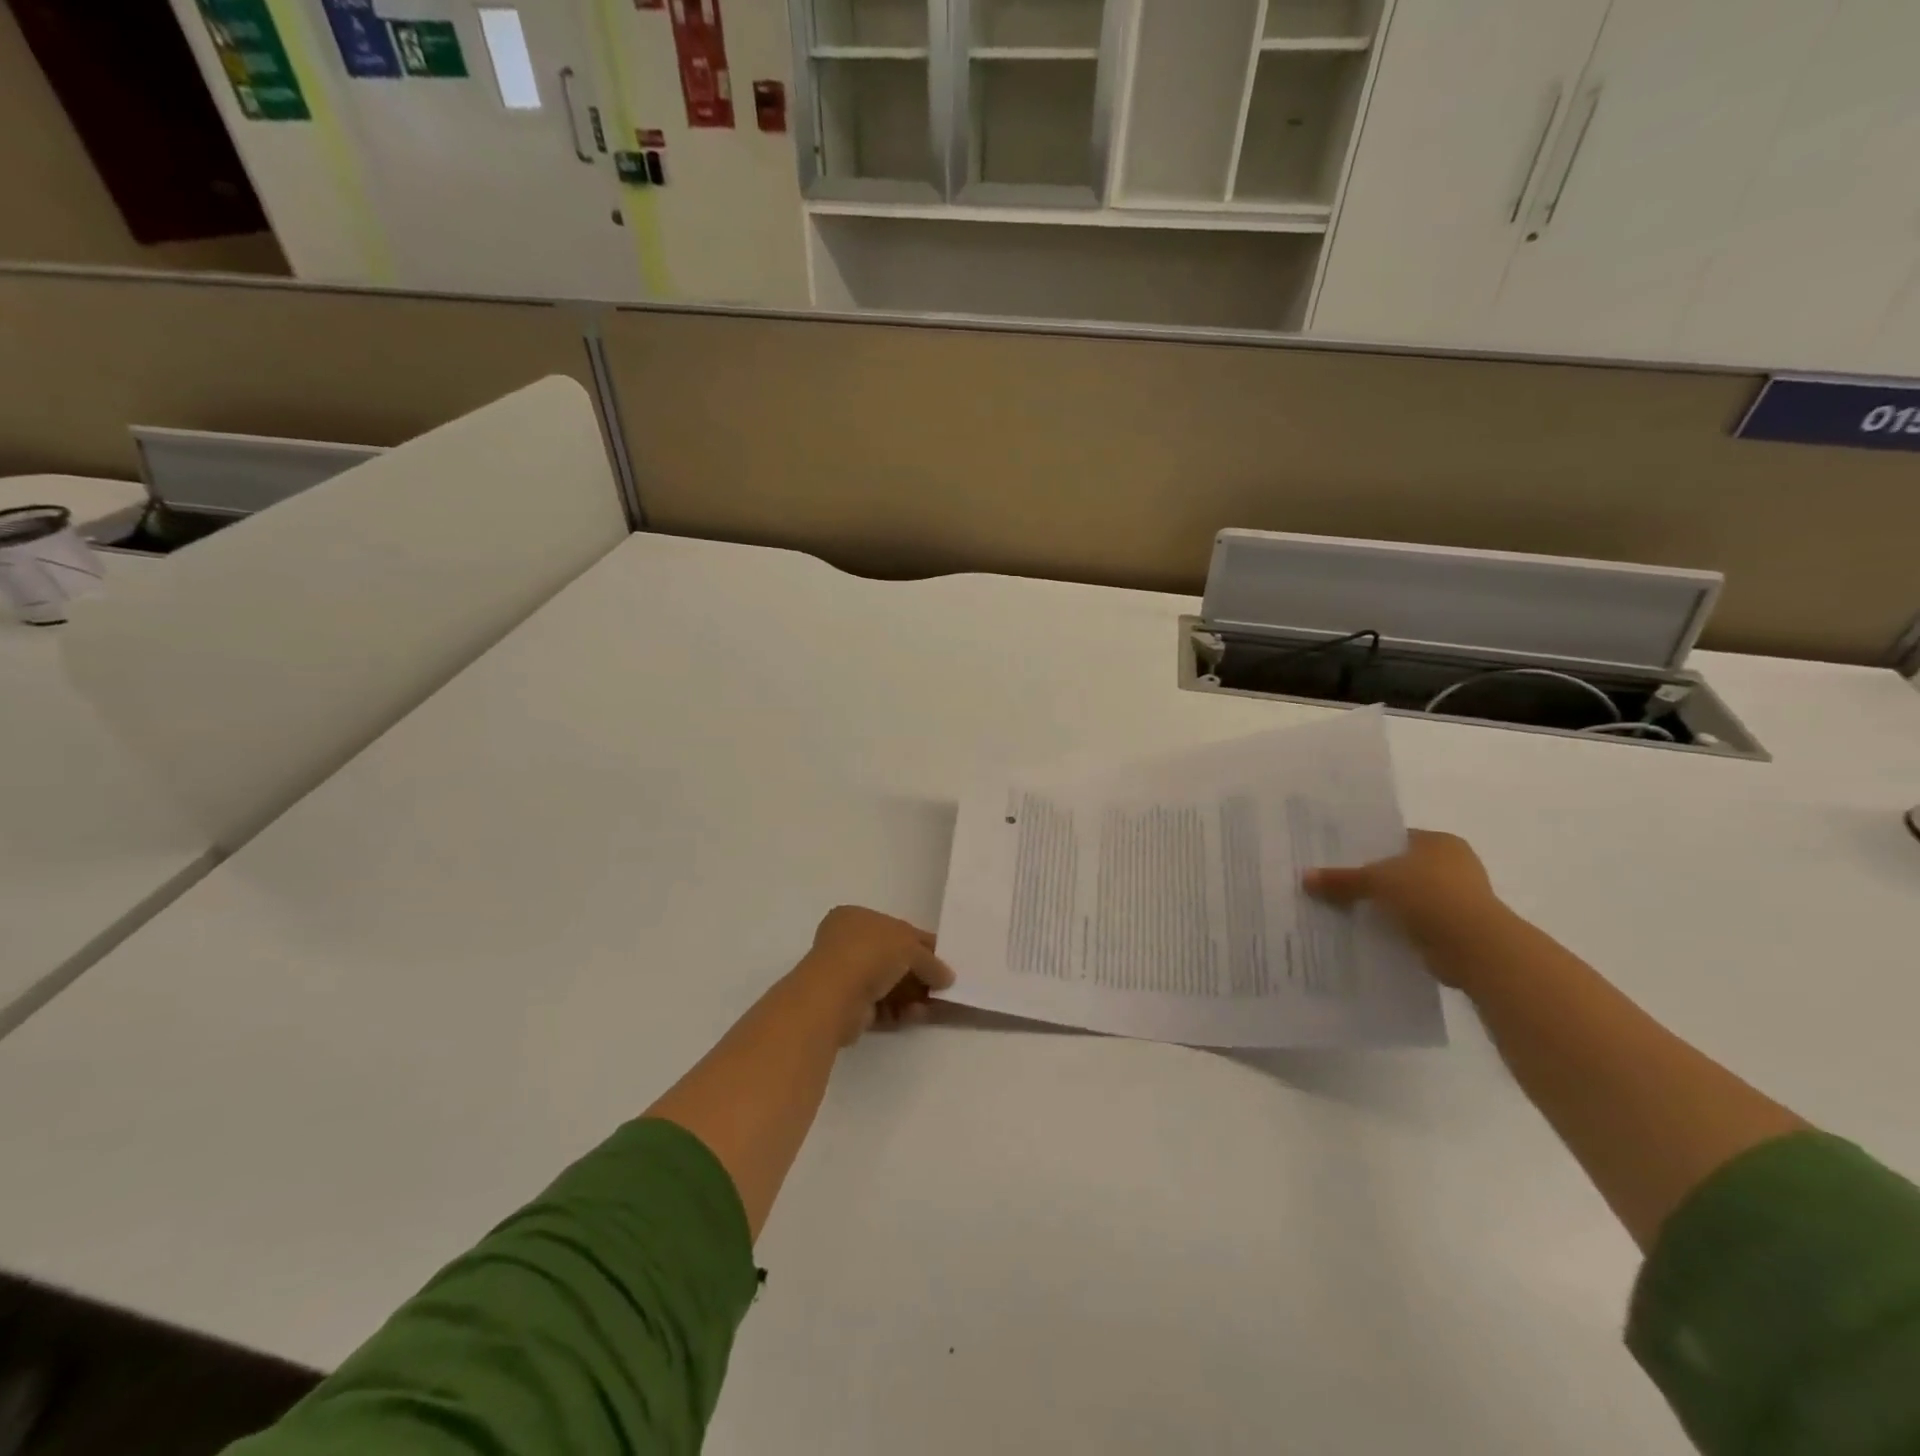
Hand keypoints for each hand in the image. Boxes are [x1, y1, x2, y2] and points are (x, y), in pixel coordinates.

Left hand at [793, 906, 955, 1043]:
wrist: (834, 996)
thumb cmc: (870, 954)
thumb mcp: (910, 946)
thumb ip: (931, 961)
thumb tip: (947, 977)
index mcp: (855, 917)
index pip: (897, 928)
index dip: (923, 943)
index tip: (946, 959)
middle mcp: (847, 943)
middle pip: (894, 958)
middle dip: (919, 973)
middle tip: (943, 986)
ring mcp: (845, 975)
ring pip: (888, 984)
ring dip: (913, 994)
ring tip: (935, 1005)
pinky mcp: (848, 1006)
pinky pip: (881, 1005)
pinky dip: (900, 1010)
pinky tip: (917, 1015)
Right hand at [1303, 830, 1504, 986]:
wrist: (1475, 946)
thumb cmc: (1429, 894)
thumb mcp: (1376, 880)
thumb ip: (1342, 879)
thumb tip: (1304, 878)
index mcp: (1440, 842)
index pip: (1395, 839)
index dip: (1366, 847)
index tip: (1337, 858)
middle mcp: (1454, 865)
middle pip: (1401, 869)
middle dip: (1373, 879)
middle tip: (1335, 884)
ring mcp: (1459, 899)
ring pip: (1408, 897)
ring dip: (1386, 906)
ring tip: (1346, 910)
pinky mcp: (1456, 929)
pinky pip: (1416, 923)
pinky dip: (1398, 928)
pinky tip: (1370, 932)